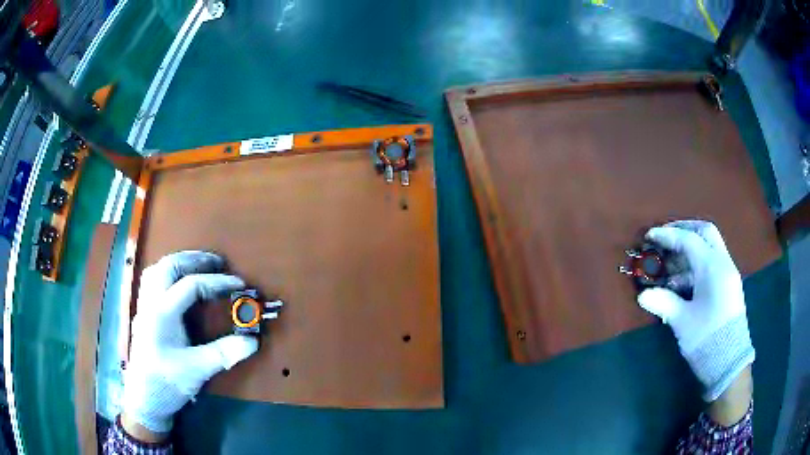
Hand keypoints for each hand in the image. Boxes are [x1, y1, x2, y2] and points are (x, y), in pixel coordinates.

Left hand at [121, 251, 258, 438]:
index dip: (217, 281)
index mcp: (162, 313)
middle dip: (194, 259)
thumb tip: (252, 341)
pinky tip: (177, 285)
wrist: (144, 399)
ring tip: (198, 266)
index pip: (190, 285)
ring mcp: (144, 307)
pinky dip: (167, 274)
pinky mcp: (143, 315)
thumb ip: (223, 354)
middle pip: (169, 266)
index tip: (239, 283)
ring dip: (178, 263)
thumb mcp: (197, 370)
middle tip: (217, 262)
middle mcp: (150, 303)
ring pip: (157, 270)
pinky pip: (152, 281)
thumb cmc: (167, 383)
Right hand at [637, 220, 753, 402]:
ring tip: (670, 265)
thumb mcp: (682, 321)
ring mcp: (728, 274)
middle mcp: (723, 263)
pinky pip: (713, 263)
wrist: (729, 362)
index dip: (668, 235)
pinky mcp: (728, 286)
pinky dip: (697, 264)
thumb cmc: (706, 338)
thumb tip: (642, 295)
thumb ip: (664, 303)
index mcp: (713, 267)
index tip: (650, 236)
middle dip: (684, 230)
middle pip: (705, 232)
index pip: (689, 240)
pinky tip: (683, 282)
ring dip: (690, 249)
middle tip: (666, 237)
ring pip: (710, 247)